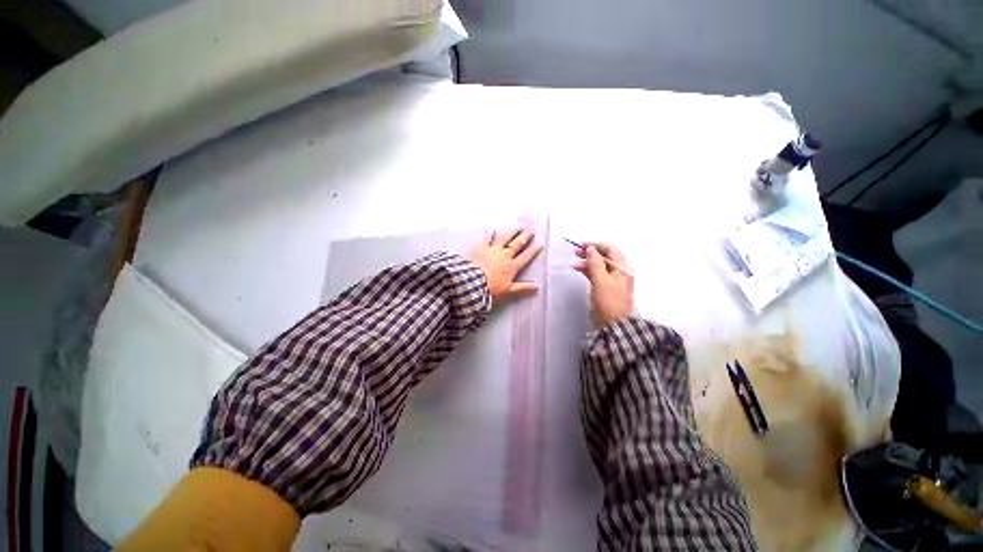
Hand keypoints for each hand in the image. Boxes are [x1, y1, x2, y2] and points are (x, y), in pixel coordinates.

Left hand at [469, 228, 542, 305]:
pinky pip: (486, 238)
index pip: (525, 256)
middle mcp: (504, 256)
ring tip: (518, 225)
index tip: (540, 242)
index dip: (533, 249)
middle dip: (525, 236)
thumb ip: (523, 289)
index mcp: (512, 267)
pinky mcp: (480, 248)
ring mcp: (492, 250)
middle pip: (516, 244)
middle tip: (531, 228)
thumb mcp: (508, 292)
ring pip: (504, 238)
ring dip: (512, 231)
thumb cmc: (491, 290)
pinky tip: (492, 229)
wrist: (471, 284)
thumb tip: (537, 287)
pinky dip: (490, 233)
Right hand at [574, 242, 633, 326]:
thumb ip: (595, 263)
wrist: (614, 325)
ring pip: (600, 266)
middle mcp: (619, 272)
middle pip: (605, 257)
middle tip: (576, 252)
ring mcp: (613, 281)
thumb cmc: (608, 302)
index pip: (610, 250)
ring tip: (574, 263)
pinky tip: (579, 270)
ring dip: (588, 262)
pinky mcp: (606, 288)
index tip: (581, 245)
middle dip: (591, 253)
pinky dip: (588, 270)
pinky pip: (597, 274)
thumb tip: (590, 249)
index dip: (596, 245)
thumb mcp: (601, 281)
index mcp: (622, 269)